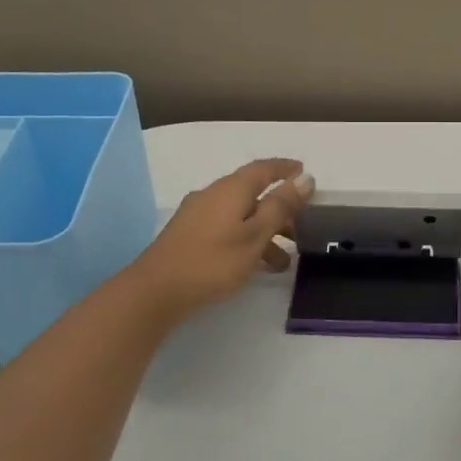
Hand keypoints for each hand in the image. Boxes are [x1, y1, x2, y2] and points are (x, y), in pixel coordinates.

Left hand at [125, 158, 312, 324]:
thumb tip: (305, 178)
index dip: (285, 169)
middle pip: (252, 193)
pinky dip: (246, 240)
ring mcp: (198, 216)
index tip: (304, 172)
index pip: (263, 169)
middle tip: (302, 225)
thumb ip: (280, 207)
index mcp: (231, 189)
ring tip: (283, 262)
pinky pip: (227, 229)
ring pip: (240, 215)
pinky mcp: (189, 236)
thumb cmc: (213, 261)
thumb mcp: (255, 235)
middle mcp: (213, 195)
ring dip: (265, 232)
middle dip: (279, 208)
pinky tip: (254, 265)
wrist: (155, 291)